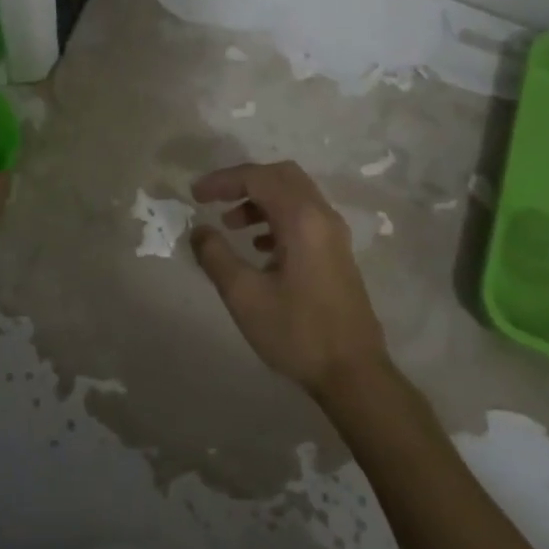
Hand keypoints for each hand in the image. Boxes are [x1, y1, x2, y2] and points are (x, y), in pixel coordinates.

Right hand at [189, 160, 390, 396]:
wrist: (353, 373)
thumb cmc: (297, 332)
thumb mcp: (245, 296)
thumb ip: (216, 256)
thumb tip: (199, 230)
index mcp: (302, 219)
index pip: (258, 178)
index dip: (223, 181)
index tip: (195, 195)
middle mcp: (322, 216)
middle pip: (281, 176)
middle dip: (245, 182)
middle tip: (215, 199)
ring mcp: (334, 234)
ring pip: (294, 195)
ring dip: (260, 200)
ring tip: (231, 225)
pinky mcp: (337, 253)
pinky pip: (304, 217)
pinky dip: (277, 218)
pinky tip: (259, 248)